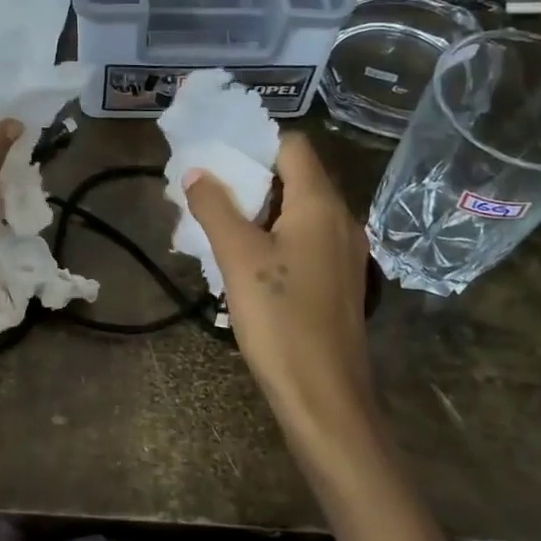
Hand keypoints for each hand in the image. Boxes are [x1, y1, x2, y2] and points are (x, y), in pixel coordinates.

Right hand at [183, 133, 374, 430]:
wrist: (324, 396)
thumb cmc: (280, 319)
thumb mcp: (237, 258)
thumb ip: (215, 208)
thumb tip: (197, 172)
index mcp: (320, 205)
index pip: (292, 146)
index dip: (255, 144)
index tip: (217, 157)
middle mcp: (341, 220)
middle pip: (296, 178)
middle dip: (250, 179)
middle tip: (208, 192)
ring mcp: (344, 253)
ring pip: (299, 212)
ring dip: (259, 211)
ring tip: (218, 225)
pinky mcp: (339, 281)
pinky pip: (305, 241)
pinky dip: (275, 237)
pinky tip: (246, 262)